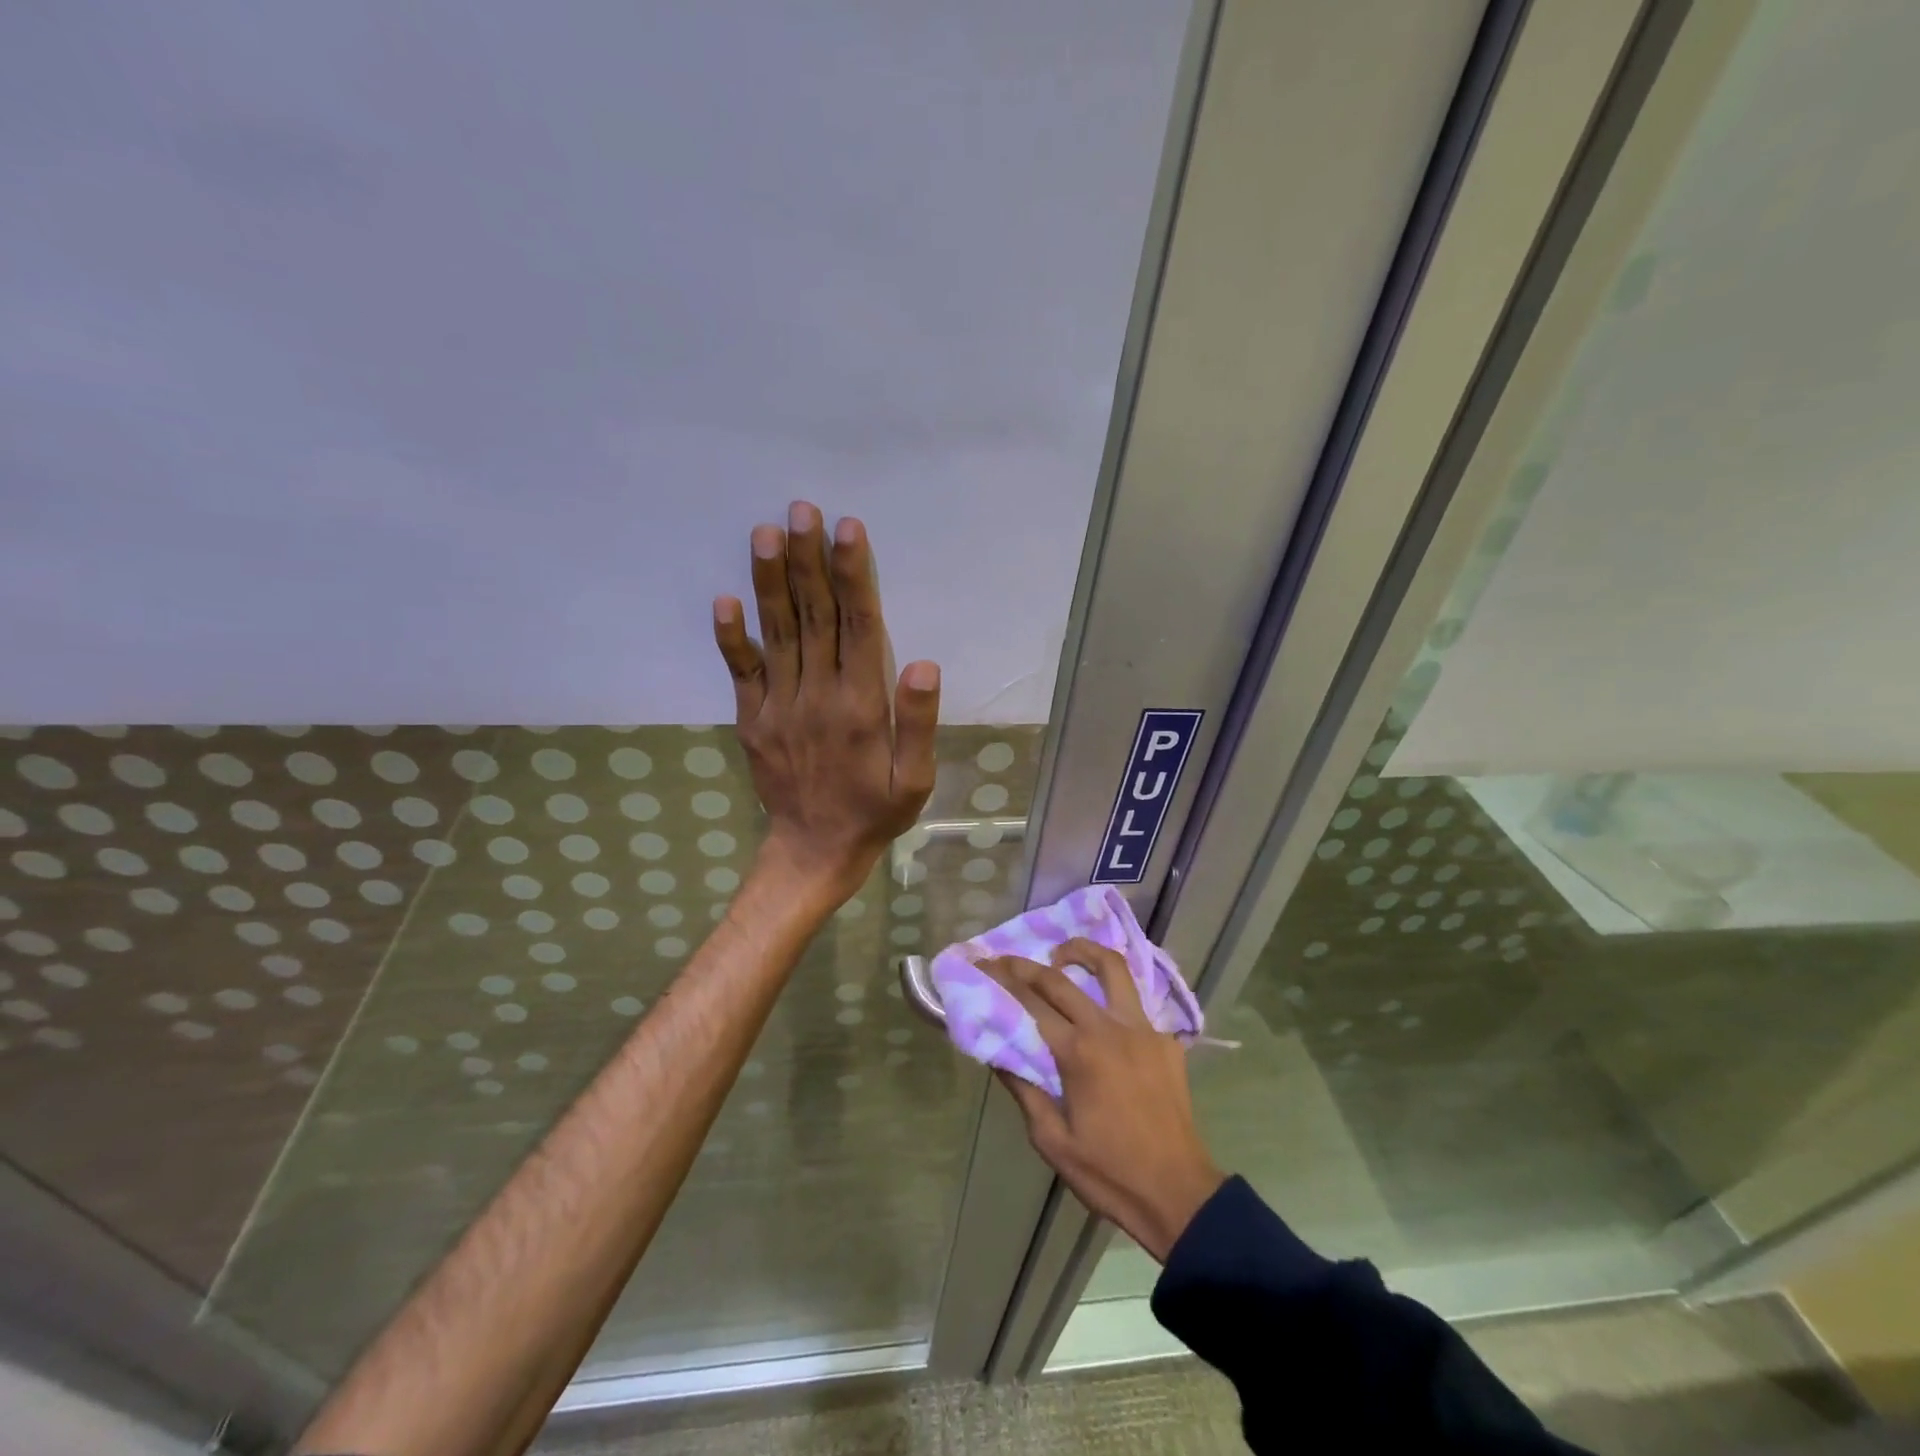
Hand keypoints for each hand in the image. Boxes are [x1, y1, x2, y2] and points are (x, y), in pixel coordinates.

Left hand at [713, 501, 939, 905]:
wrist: (814, 852)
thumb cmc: (875, 812)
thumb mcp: (915, 780)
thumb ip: (919, 723)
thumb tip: (923, 663)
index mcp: (861, 707)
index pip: (858, 628)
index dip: (853, 577)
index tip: (847, 530)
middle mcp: (817, 697)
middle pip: (814, 618)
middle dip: (809, 561)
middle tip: (801, 510)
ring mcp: (778, 707)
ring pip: (777, 634)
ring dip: (771, 582)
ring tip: (766, 533)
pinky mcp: (753, 720)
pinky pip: (740, 673)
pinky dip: (731, 637)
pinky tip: (725, 599)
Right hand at [986, 939, 1224, 1261]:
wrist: (1179, 1195)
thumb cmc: (1109, 1173)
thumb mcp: (1051, 1141)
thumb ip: (1024, 1090)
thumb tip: (999, 1053)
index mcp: (1079, 1052)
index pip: (1031, 1003)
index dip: (1002, 981)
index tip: (981, 966)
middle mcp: (1110, 1028)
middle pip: (1061, 979)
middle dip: (1026, 965)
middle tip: (1004, 959)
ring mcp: (1143, 1029)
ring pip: (1112, 968)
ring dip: (1082, 953)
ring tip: (1061, 955)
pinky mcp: (1166, 1041)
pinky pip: (1136, 1003)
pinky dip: (1113, 995)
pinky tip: (1102, 1011)